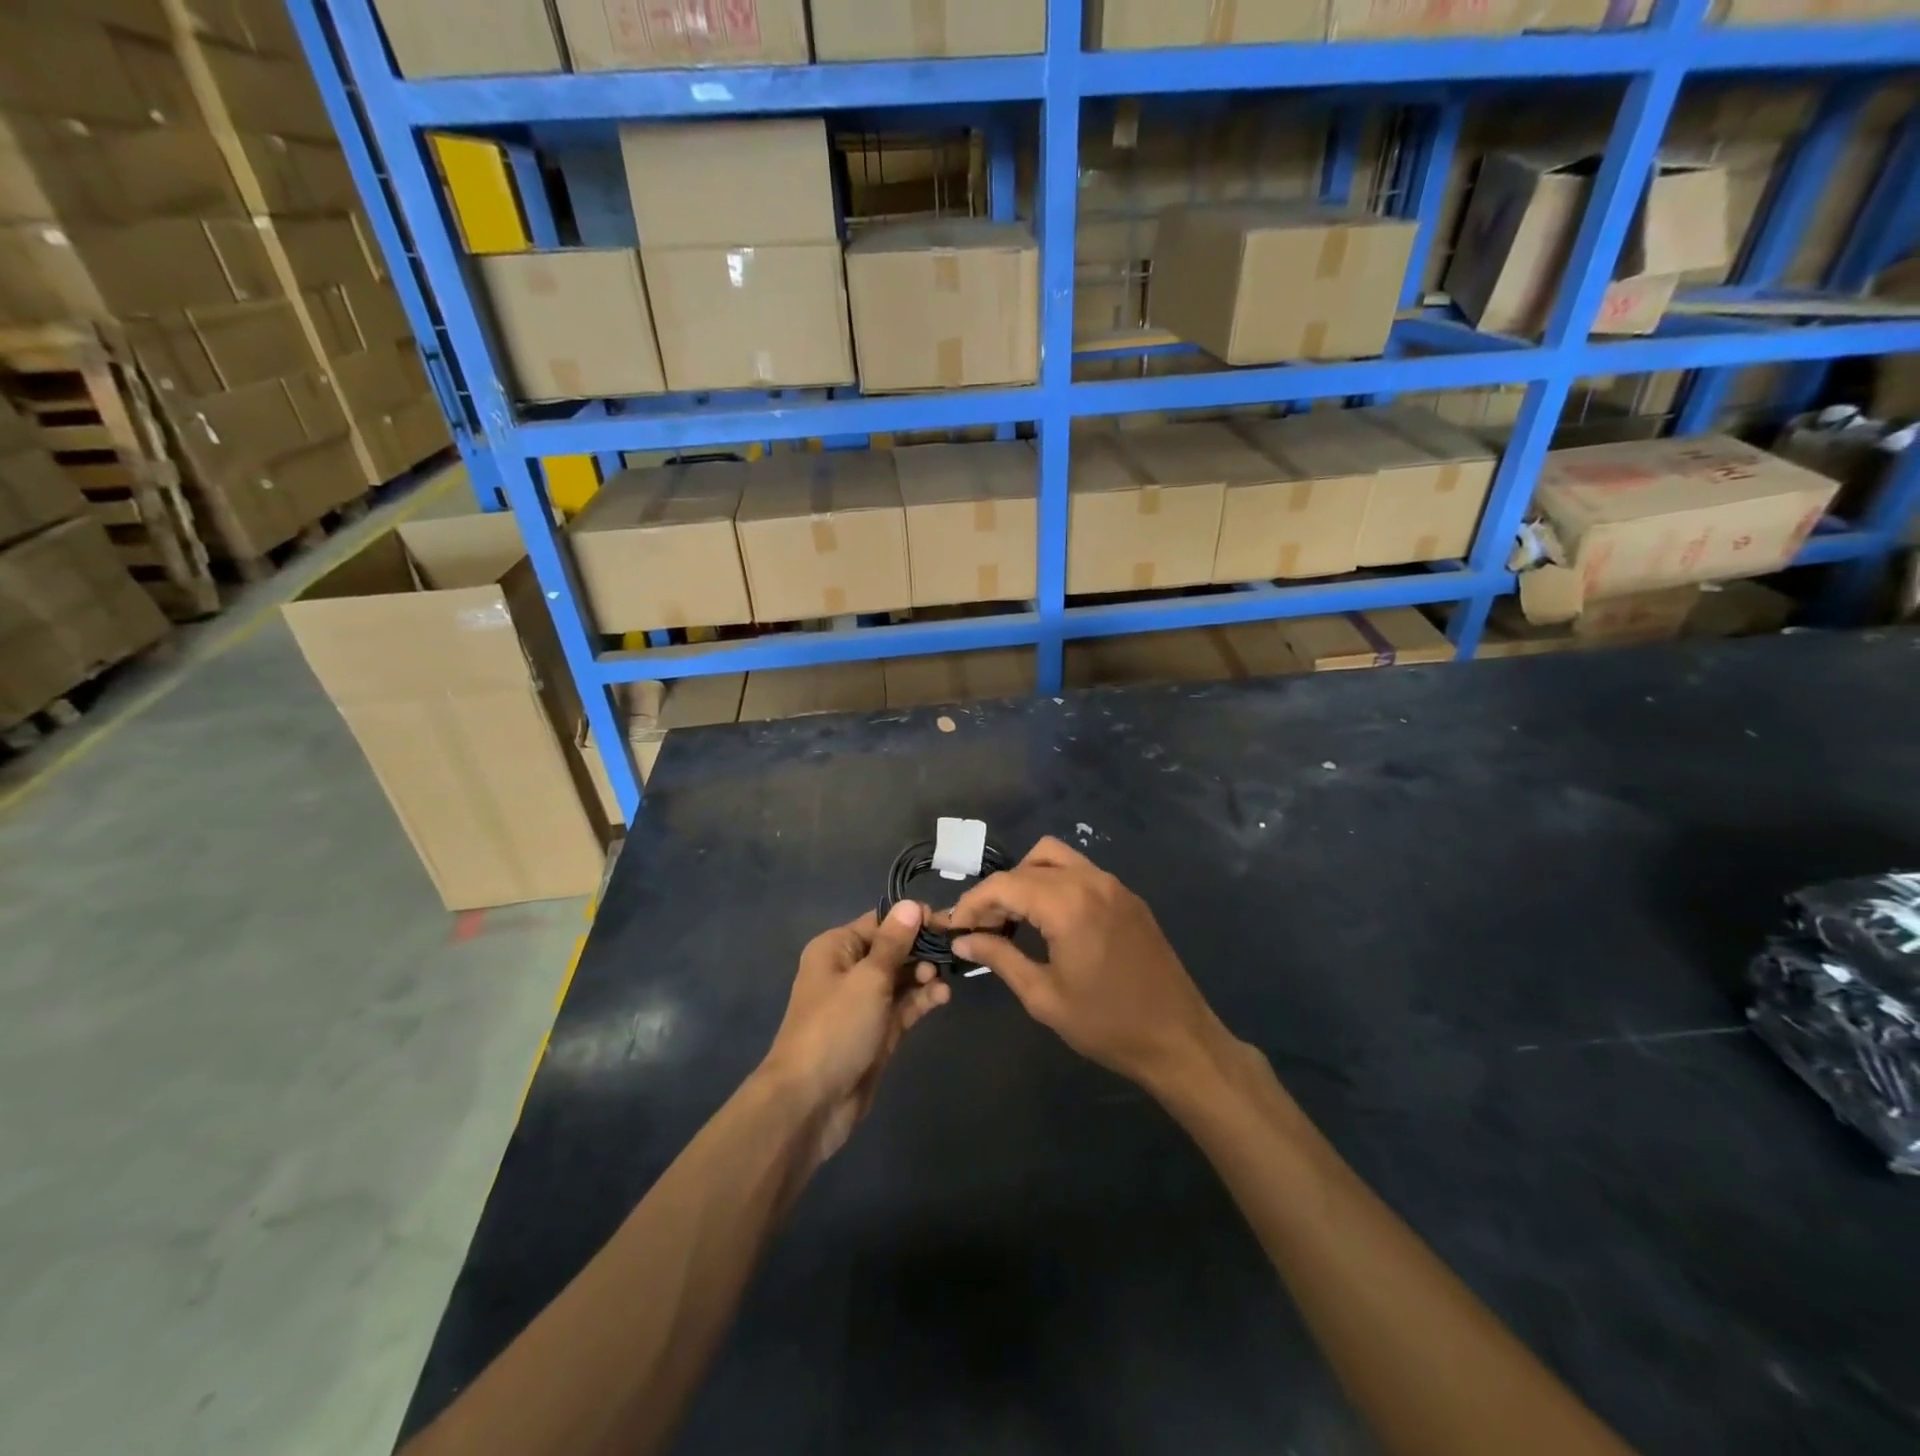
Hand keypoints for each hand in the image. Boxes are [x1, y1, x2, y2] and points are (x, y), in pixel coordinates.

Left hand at [761, 902, 950, 1164]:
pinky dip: (922, 999)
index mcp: (837, 948)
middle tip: (953, 952)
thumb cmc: (836, 1028)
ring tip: (943, 980)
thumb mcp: (868, 978)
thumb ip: (894, 942)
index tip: (947, 922)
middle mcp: (848, 970)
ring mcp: (863, 1003)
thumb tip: (911, 904)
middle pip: (893, 949)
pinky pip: (903, 1006)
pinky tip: (942, 997)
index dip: (913, 919)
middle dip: (922, 949)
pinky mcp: (877, 1032)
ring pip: (901, 978)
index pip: (881, 922)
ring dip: (924, 975)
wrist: (810, 1102)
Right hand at [947, 838, 1229, 1092]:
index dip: (973, 902)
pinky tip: (1048, 921)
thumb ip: (1000, 958)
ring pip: (1056, 858)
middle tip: (983, 928)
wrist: (1178, 1040)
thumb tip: (963, 940)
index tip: (955, 927)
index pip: (1004, 884)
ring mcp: (1115, 886)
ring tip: (1013, 919)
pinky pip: (1081, 873)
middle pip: (1028, 864)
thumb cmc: (1107, 1025)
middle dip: (999, 891)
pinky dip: (1055, 884)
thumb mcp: (1044, 996)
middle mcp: (1091, 881)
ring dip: (1027, 879)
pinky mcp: (1129, 898)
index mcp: (1068, 904)